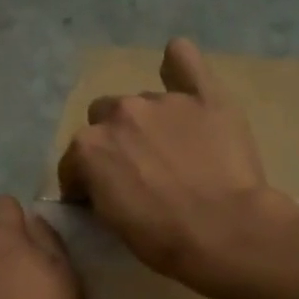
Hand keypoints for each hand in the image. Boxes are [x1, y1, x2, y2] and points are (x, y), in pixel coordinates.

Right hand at [58, 39, 298, 292]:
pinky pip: (183, 60)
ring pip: (141, 101)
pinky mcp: (204, 96)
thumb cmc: (163, 239)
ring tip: (170, 150)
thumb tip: (101, 183)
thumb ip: (99, 190)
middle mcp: (120, 113)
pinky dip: (177, 64)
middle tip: (136, 171)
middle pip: (104, 119)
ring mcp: (163, 100)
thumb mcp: (113, 223)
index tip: (97, 199)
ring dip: (146, 121)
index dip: (84, 182)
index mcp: (88, 147)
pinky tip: (178, 71)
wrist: (225, 231)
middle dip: (114, 142)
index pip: (74, 162)